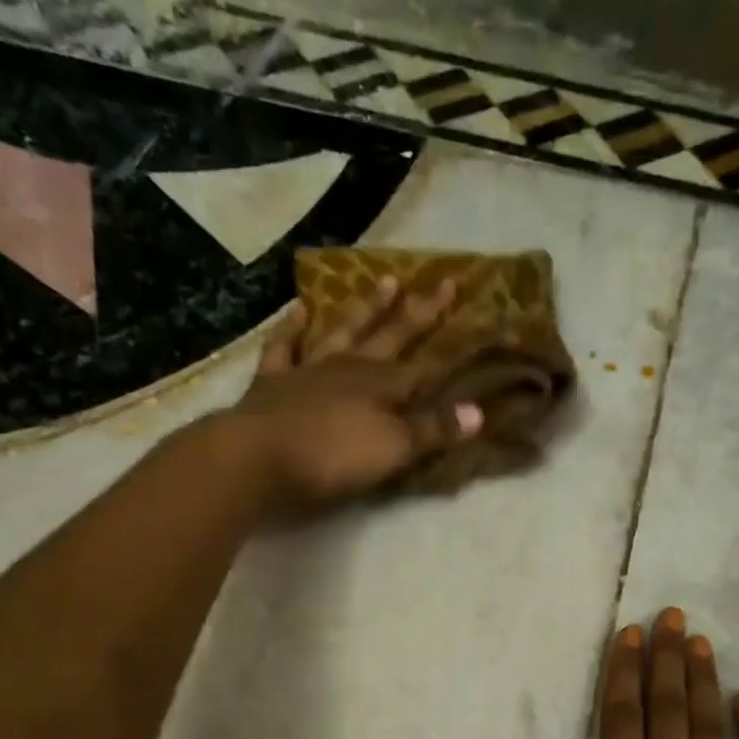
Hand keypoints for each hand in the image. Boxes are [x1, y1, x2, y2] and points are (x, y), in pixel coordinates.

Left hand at [222, 276, 483, 510]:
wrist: (259, 457)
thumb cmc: (334, 456)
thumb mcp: (394, 449)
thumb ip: (434, 429)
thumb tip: (479, 411)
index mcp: (382, 386)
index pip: (428, 362)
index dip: (453, 344)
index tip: (479, 322)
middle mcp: (349, 368)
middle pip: (391, 337)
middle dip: (420, 313)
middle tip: (443, 282)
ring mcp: (308, 371)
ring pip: (343, 332)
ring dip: (365, 310)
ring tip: (383, 281)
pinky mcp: (273, 384)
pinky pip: (284, 347)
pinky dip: (292, 328)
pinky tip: (298, 310)